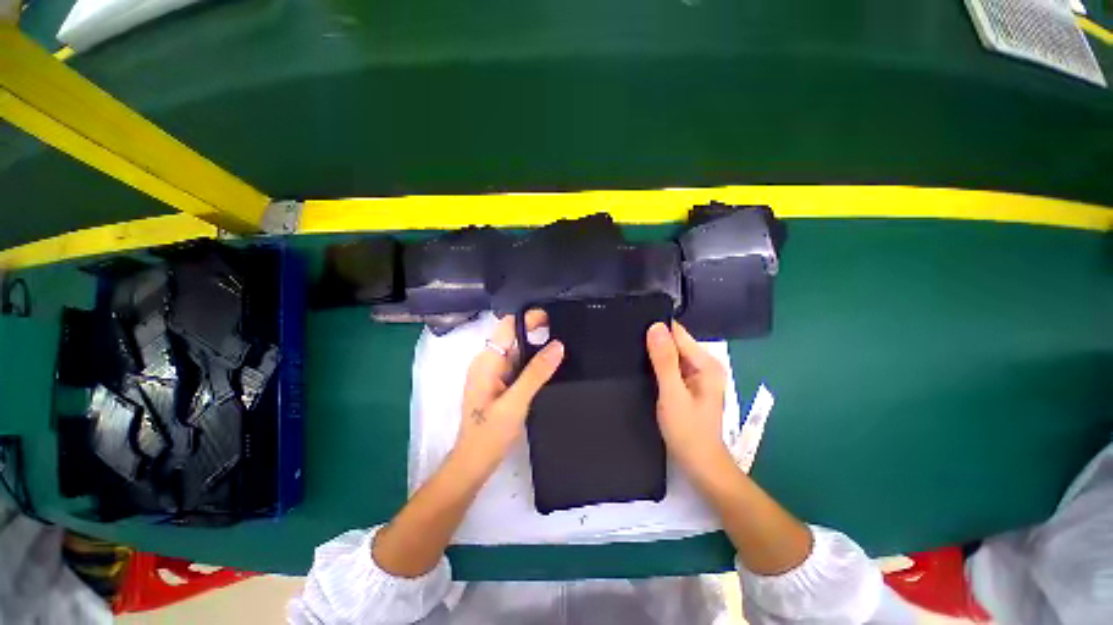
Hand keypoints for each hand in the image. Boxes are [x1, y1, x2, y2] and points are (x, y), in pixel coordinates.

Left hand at [457, 314, 563, 468]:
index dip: (528, 318)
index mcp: (486, 361)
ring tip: (562, 348)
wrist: (474, 463)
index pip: (507, 327)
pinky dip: (532, 363)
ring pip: (517, 352)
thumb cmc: (490, 433)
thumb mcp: (516, 402)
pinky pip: (517, 366)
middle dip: (536, 332)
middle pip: (513, 337)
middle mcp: (488, 362)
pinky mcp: (499, 384)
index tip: (553, 317)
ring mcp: (493, 373)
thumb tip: (558, 345)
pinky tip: (548, 368)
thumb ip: (537, 373)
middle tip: (565, 332)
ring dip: (536, 348)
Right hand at [646, 321, 728, 476]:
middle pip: (675, 342)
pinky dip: (658, 366)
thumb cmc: (688, 431)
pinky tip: (645, 370)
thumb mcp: (672, 394)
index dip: (657, 332)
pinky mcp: (689, 384)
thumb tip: (655, 326)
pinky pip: (671, 366)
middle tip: (631, 349)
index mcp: (707, 363)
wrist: (699, 464)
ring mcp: (698, 375)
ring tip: (634, 358)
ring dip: (655, 355)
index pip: (678, 334)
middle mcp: (705, 364)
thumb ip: (664, 360)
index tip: (634, 333)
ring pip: (671, 354)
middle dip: (655, 344)